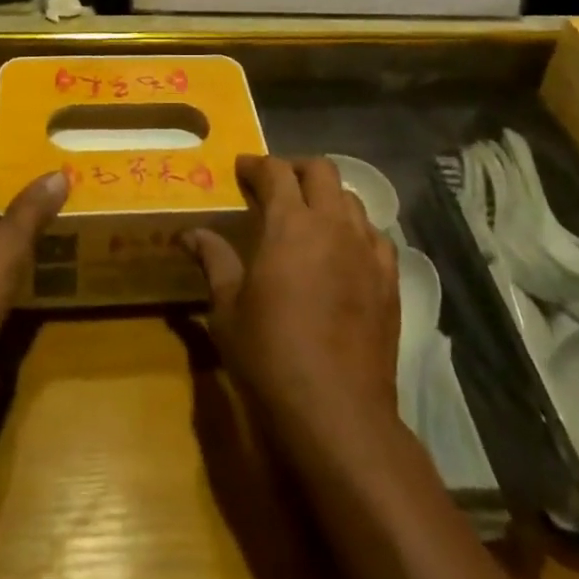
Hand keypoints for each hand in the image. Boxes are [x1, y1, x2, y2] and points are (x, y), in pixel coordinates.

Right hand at [183, 155, 398, 437]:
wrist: (337, 413)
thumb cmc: (271, 356)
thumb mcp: (229, 309)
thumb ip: (213, 261)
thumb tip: (189, 234)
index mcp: (290, 223)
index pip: (275, 171)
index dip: (256, 164)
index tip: (241, 169)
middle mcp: (332, 224)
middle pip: (321, 170)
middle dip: (296, 168)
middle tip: (276, 186)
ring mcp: (366, 251)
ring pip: (351, 199)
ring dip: (327, 197)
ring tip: (309, 217)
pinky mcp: (390, 280)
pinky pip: (376, 236)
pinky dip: (356, 230)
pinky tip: (344, 251)